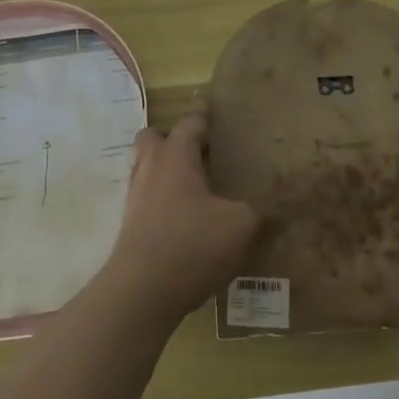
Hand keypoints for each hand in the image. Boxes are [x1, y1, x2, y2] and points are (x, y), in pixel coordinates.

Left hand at [107, 101, 259, 322]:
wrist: (140, 293)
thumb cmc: (192, 245)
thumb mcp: (240, 225)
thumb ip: (256, 210)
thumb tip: (267, 206)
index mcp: (176, 156)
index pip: (191, 122)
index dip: (205, 113)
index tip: (214, 106)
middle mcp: (150, 168)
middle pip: (154, 138)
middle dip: (174, 138)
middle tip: (202, 151)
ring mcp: (135, 198)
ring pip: (148, 169)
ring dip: (168, 171)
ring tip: (198, 187)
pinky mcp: (130, 226)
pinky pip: (148, 199)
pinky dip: (164, 201)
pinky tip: (187, 221)